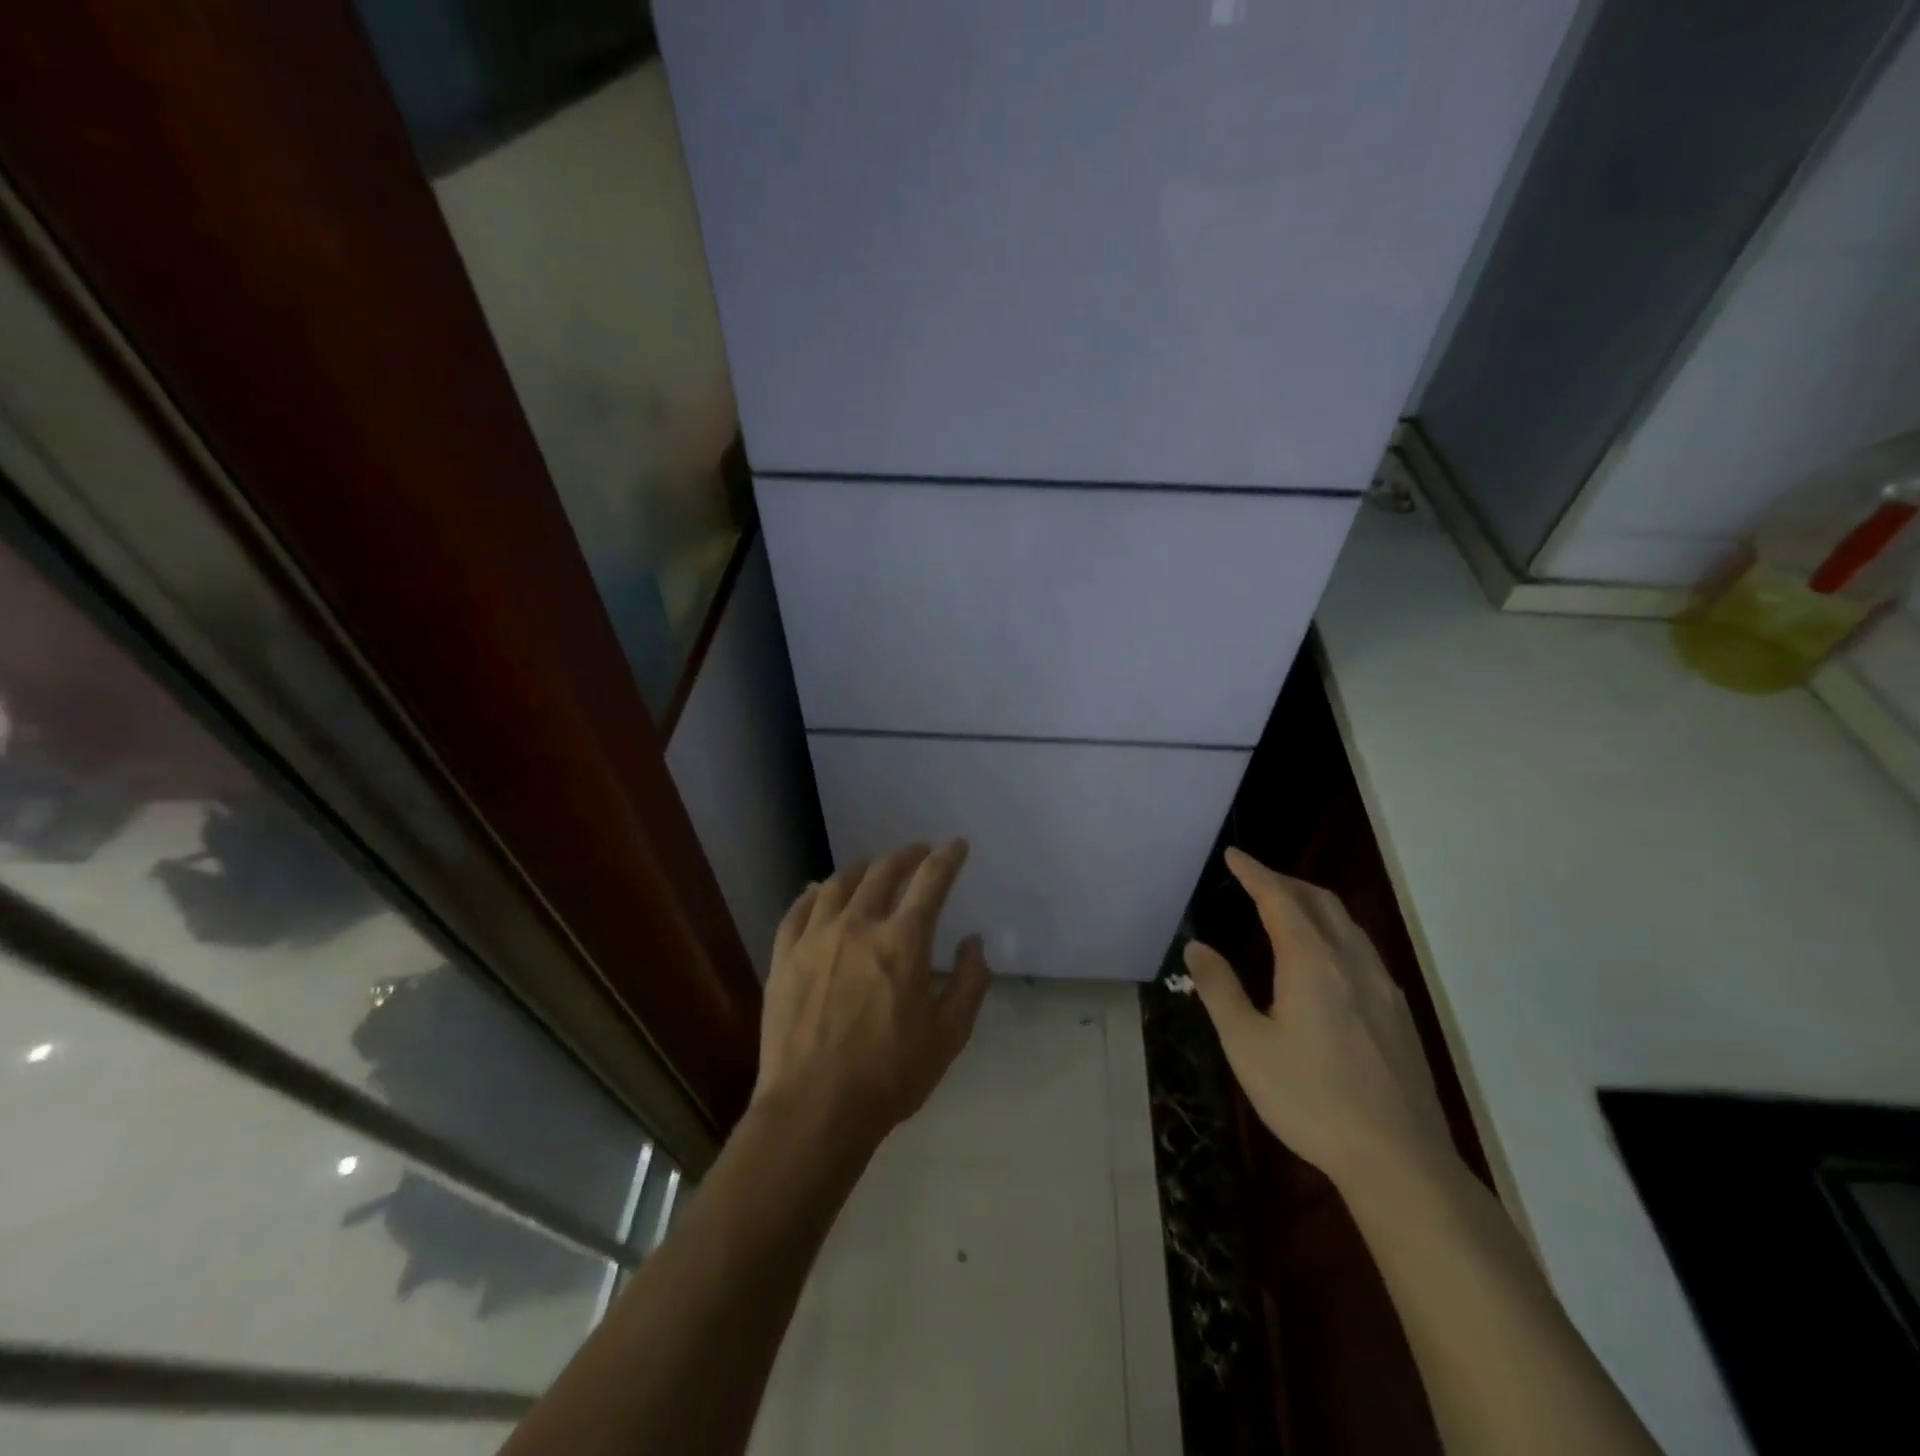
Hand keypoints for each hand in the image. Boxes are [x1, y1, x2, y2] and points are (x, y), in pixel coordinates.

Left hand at [754, 839, 991, 1149]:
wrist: (815, 1109)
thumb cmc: (890, 1074)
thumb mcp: (949, 1034)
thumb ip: (970, 982)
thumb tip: (973, 942)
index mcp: (903, 941)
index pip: (931, 881)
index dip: (947, 858)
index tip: (957, 845)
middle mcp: (858, 925)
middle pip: (883, 872)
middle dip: (905, 856)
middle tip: (916, 852)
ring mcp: (815, 938)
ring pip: (837, 884)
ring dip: (860, 869)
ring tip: (870, 867)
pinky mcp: (784, 957)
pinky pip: (797, 910)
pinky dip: (812, 893)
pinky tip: (817, 891)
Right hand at [1185, 848, 1457, 1192]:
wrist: (1399, 1160)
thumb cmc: (1310, 1099)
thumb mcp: (1246, 1045)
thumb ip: (1220, 990)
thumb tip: (1196, 947)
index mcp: (1311, 962)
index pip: (1280, 899)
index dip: (1254, 873)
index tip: (1234, 855)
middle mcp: (1352, 962)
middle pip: (1320, 902)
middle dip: (1285, 882)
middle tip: (1254, 878)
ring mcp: (1382, 987)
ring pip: (1347, 924)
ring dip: (1313, 904)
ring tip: (1287, 908)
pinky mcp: (1398, 1013)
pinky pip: (1363, 949)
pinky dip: (1335, 931)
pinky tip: (1325, 959)